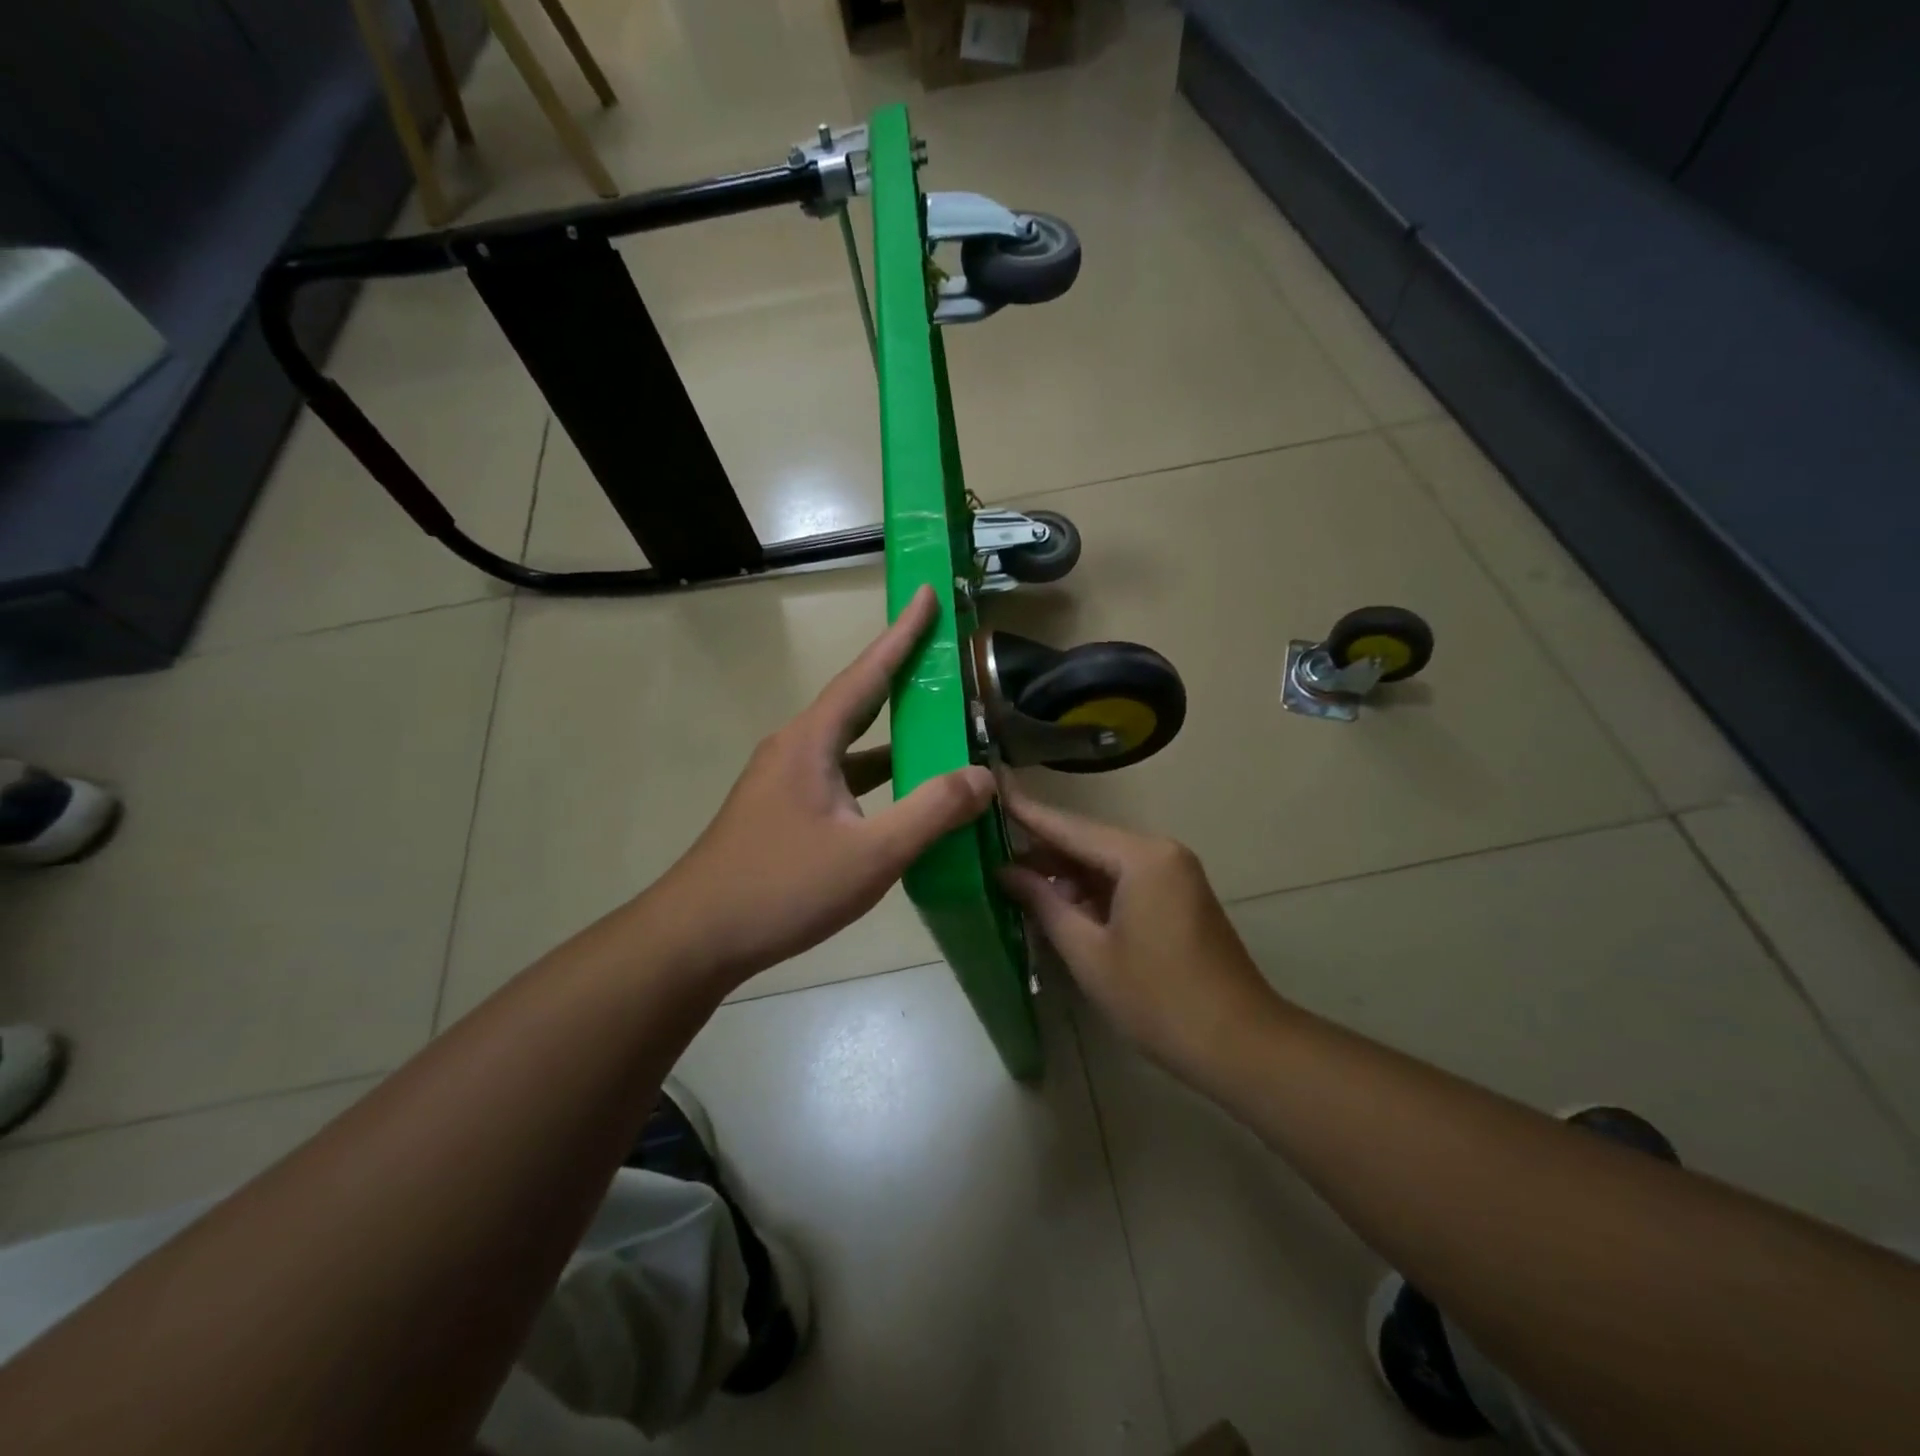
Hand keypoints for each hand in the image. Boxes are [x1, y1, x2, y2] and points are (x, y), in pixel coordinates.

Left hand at [650, 585, 995, 986]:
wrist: (696, 937)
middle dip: (902, 675)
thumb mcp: (870, 854)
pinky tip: (902, 795)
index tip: (925, 593)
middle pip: (858, 700)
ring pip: (850, 744)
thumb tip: (984, 777)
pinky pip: (841, 776)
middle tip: (943, 654)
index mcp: (812, 742)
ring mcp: (785, 780)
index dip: (902, 633)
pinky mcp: (783, 810)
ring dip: (893, 733)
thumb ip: (932, 812)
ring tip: (940, 726)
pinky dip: (876, 774)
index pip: (866, 673)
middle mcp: (795, 748)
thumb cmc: (781, 888)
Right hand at [998, 787, 1287, 1083]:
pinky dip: (1090, 890)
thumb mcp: (1089, 953)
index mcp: (1141, 857)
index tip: (991, 789)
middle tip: (989, 848)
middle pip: (1088, 841)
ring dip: (1064, 873)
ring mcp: (1174, 874)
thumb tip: (1006, 872)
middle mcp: (1160, 852)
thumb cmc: (1157, 999)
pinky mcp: (1178, 897)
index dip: (1027, 812)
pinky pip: (1124, 880)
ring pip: (1105, 862)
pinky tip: (1056, 903)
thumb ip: (1044, 903)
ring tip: (1011, 879)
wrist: (1239, 1044)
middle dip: (1041, 849)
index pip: (1070, 827)